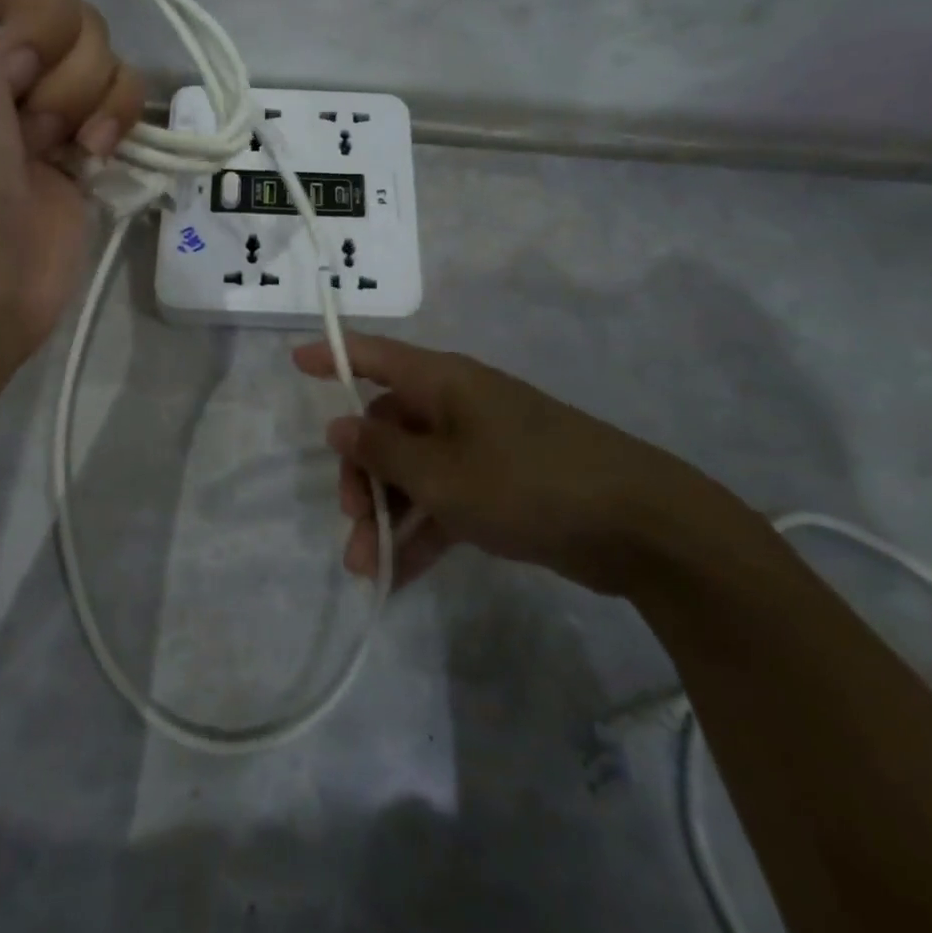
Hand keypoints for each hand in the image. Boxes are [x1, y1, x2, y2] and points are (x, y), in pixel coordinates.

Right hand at [292, 333, 713, 593]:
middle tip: (351, 518)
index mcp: (443, 383)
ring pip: (415, 471)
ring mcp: (481, 447)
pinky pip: (445, 502)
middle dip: (363, 472)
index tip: (294, 360)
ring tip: (365, 566)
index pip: (376, 355)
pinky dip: (422, 533)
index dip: (333, 354)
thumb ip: (384, 451)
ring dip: (388, 514)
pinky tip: (397, 577)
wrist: (638, 527)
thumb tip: (340, 426)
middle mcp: (458, 406)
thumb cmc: (527, 481)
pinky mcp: (501, 487)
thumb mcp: (443, 473)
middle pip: (389, 426)